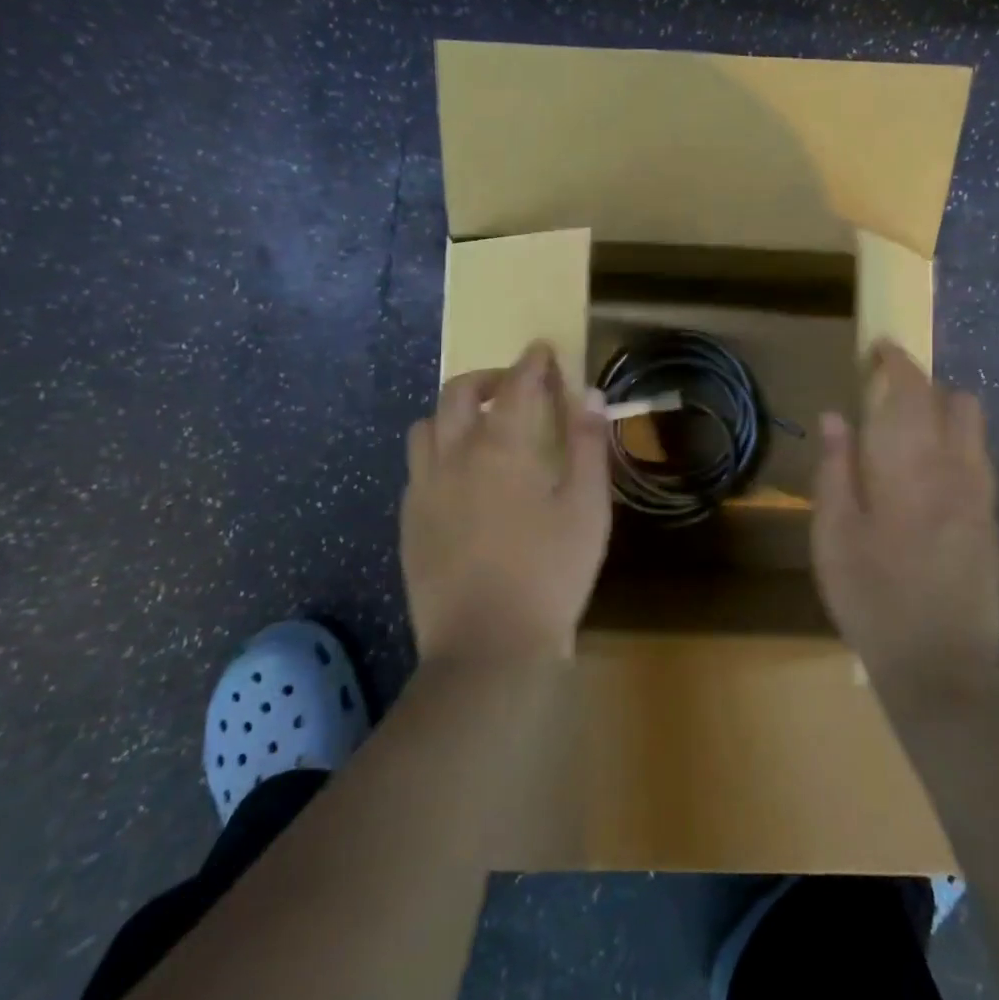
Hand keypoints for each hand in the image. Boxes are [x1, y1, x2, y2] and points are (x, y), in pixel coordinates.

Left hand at [401, 342, 611, 664]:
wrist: (487, 649)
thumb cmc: (550, 573)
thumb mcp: (586, 507)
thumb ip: (587, 445)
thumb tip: (589, 394)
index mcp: (501, 446)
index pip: (517, 384)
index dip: (532, 362)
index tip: (542, 350)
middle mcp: (454, 455)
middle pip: (460, 393)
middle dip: (488, 377)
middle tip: (513, 384)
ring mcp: (424, 488)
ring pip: (427, 426)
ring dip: (454, 412)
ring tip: (480, 426)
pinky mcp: (409, 521)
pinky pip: (417, 467)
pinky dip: (438, 451)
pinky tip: (459, 476)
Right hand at [811, 340, 998, 687]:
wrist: (940, 666)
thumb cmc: (872, 595)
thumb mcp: (834, 534)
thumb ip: (835, 469)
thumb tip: (836, 416)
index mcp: (913, 465)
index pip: (914, 390)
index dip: (898, 361)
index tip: (879, 348)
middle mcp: (958, 469)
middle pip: (959, 402)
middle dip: (927, 386)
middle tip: (889, 398)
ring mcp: (983, 498)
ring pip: (976, 432)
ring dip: (947, 416)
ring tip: (909, 437)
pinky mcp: (992, 525)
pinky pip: (980, 464)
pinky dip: (957, 449)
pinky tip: (928, 480)